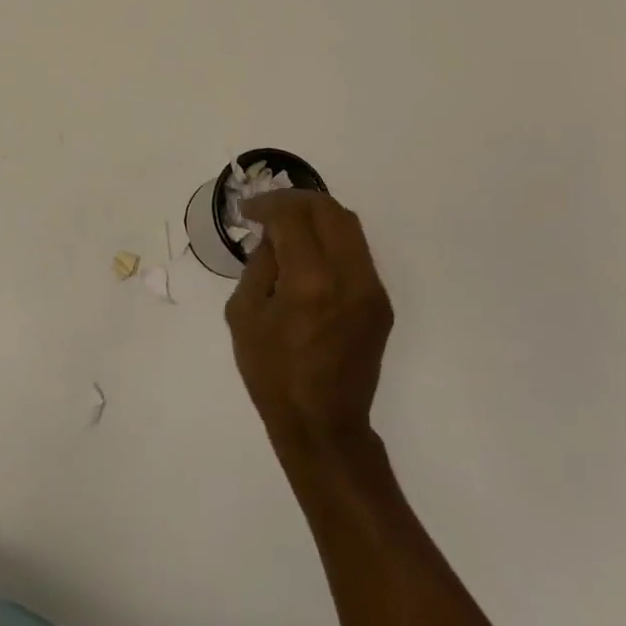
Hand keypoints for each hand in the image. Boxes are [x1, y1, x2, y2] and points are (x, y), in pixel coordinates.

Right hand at [225, 190, 391, 455]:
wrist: (323, 424)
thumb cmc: (272, 374)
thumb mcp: (244, 315)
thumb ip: (259, 265)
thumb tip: (273, 236)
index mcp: (310, 283)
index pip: (293, 216)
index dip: (268, 204)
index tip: (249, 211)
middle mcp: (349, 278)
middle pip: (329, 210)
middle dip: (295, 201)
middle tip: (269, 210)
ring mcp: (371, 289)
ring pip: (349, 225)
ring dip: (316, 216)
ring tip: (288, 227)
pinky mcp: (381, 302)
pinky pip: (356, 252)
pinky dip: (330, 240)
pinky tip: (308, 255)